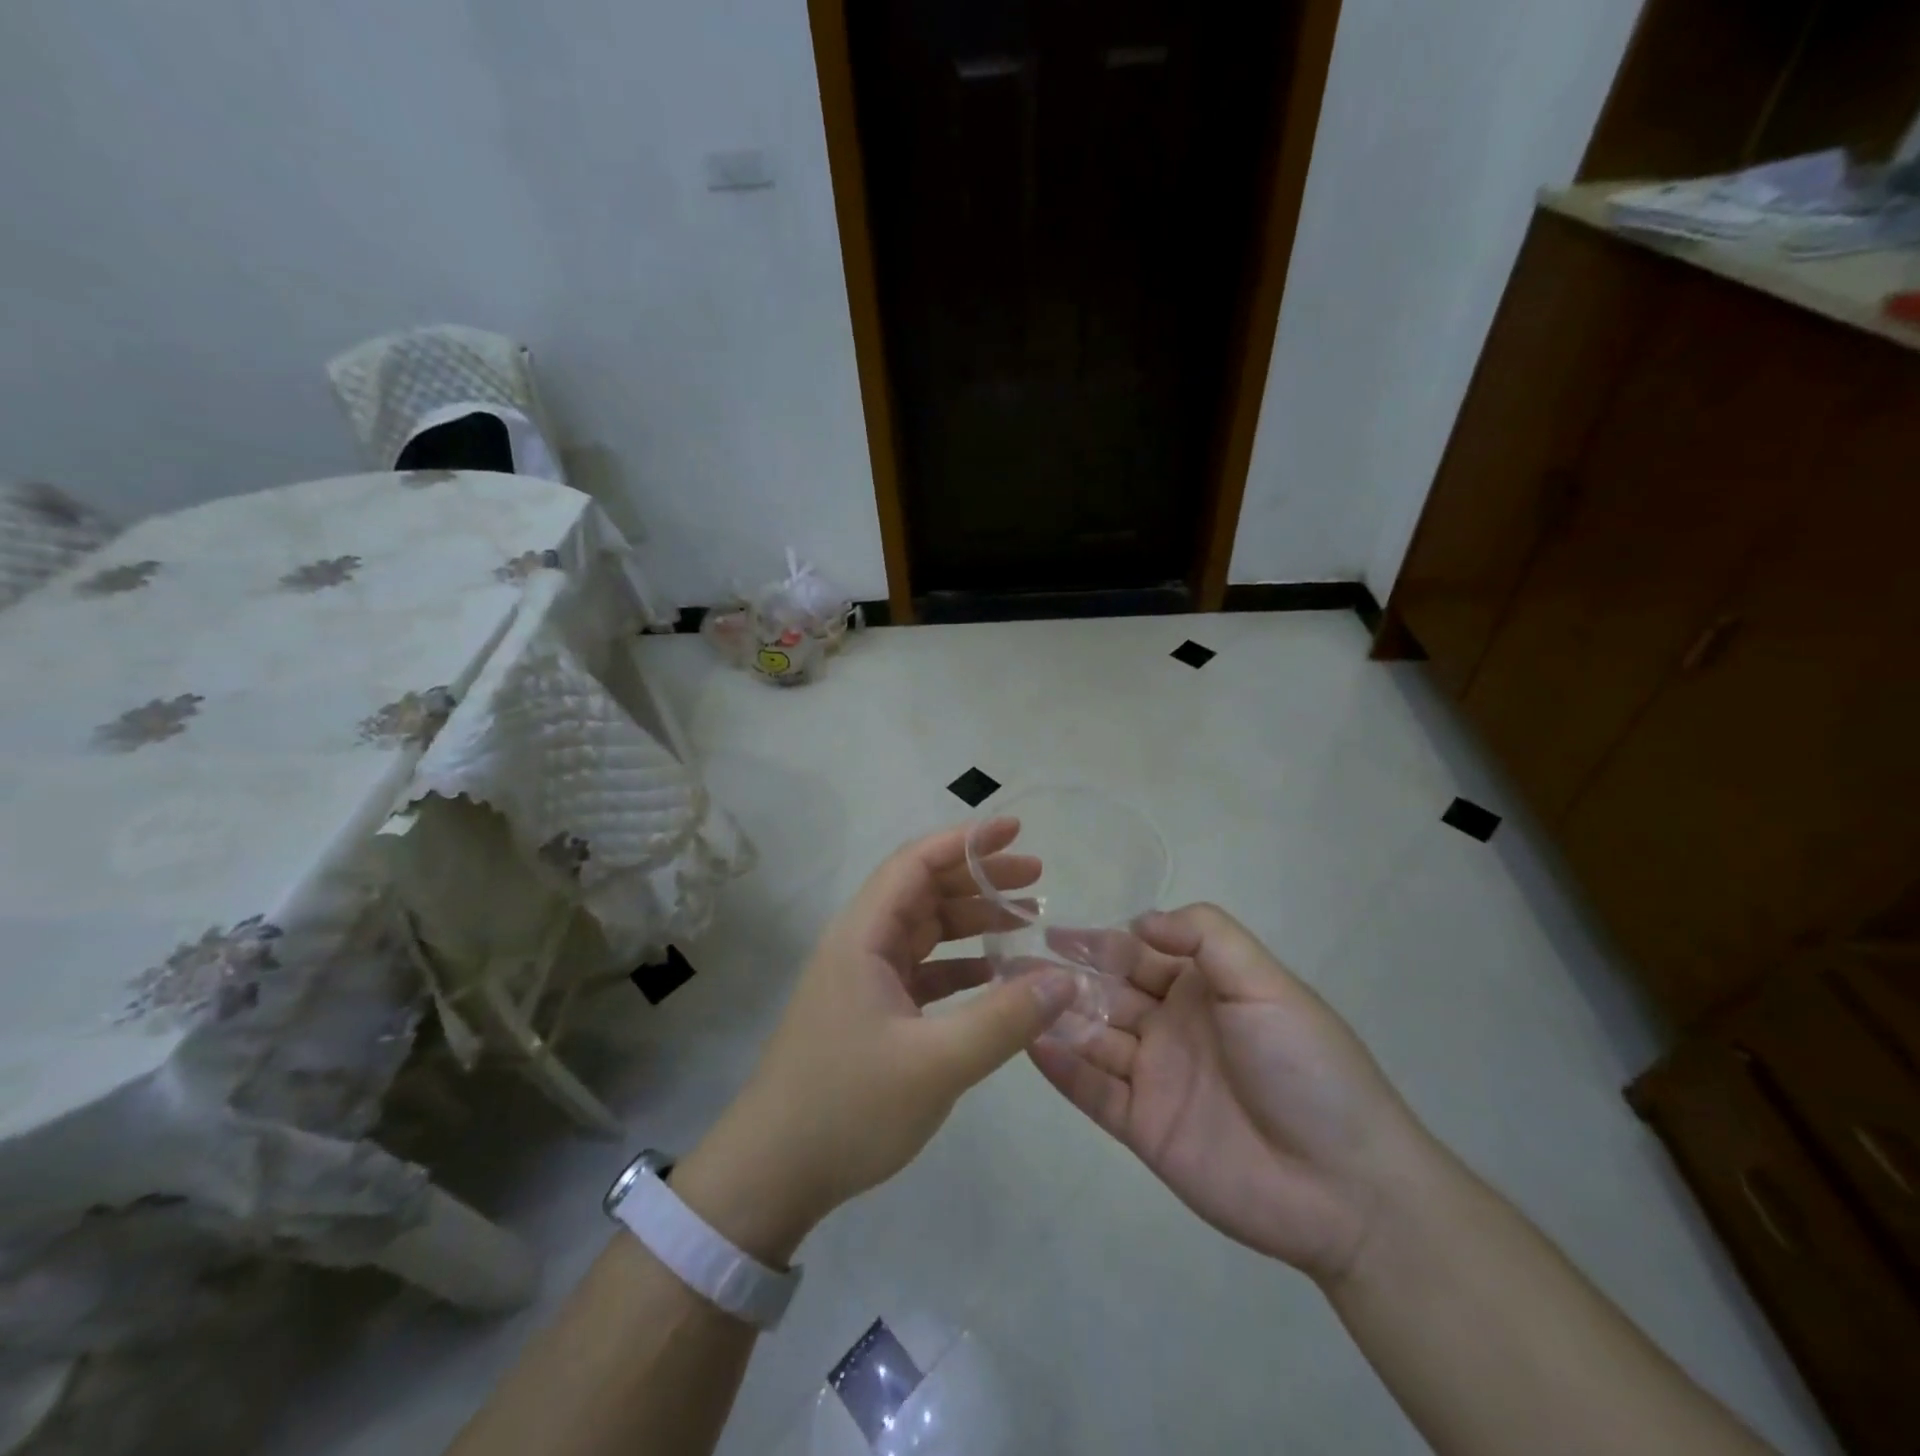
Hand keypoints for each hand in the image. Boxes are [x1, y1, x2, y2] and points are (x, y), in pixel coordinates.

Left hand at [671, 820, 1076, 1261]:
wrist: (772, 1174)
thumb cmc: (847, 1107)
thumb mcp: (936, 1064)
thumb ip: (1004, 1018)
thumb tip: (1064, 979)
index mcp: (863, 936)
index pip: (915, 864)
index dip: (965, 841)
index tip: (1015, 830)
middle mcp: (861, 946)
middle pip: (924, 891)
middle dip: (979, 879)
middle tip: (1036, 878)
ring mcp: (863, 980)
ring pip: (925, 931)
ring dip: (972, 921)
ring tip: (1027, 920)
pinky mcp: (870, 1013)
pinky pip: (923, 971)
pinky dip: (960, 965)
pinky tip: (997, 974)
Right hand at [1030, 903, 1433, 1284]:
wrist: (1345, 1187)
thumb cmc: (1305, 1066)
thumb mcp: (1265, 982)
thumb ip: (1206, 936)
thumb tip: (1140, 920)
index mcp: (1202, 989)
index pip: (1137, 954)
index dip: (1097, 941)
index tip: (1052, 929)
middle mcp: (1172, 1026)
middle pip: (1107, 992)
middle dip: (1063, 975)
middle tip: (1013, 962)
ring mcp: (1155, 1077)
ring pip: (1093, 1037)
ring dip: (1053, 1016)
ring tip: (1007, 997)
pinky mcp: (1143, 1127)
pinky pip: (1093, 1091)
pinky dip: (1062, 1068)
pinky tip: (1029, 1043)